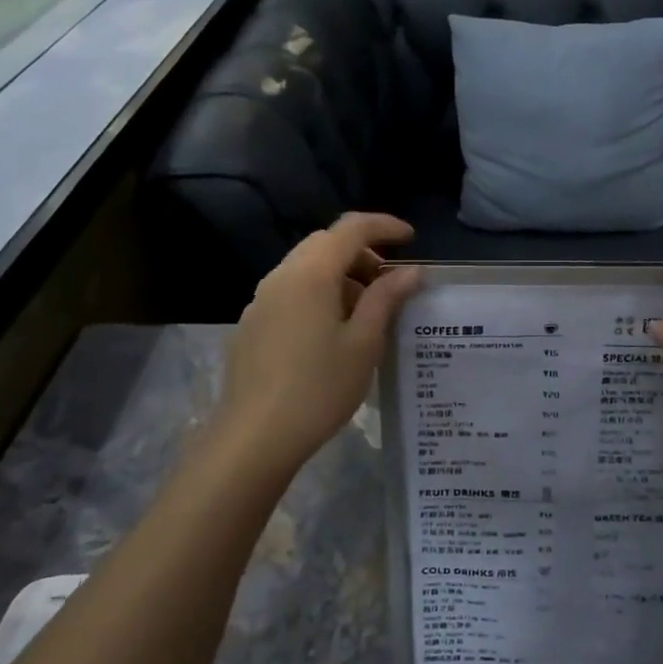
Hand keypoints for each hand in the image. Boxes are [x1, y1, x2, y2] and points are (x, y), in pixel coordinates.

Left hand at [213, 213, 419, 472]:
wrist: (253, 438)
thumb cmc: (319, 388)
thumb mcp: (364, 343)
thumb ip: (386, 299)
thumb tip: (410, 271)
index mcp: (312, 274)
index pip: (351, 228)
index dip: (384, 226)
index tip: (411, 239)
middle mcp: (281, 276)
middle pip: (325, 243)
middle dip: (362, 252)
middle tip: (389, 281)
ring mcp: (261, 300)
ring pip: (306, 268)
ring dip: (340, 275)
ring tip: (366, 312)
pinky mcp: (251, 324)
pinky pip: (291, 291)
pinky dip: (319, 293)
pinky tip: (331, 333)